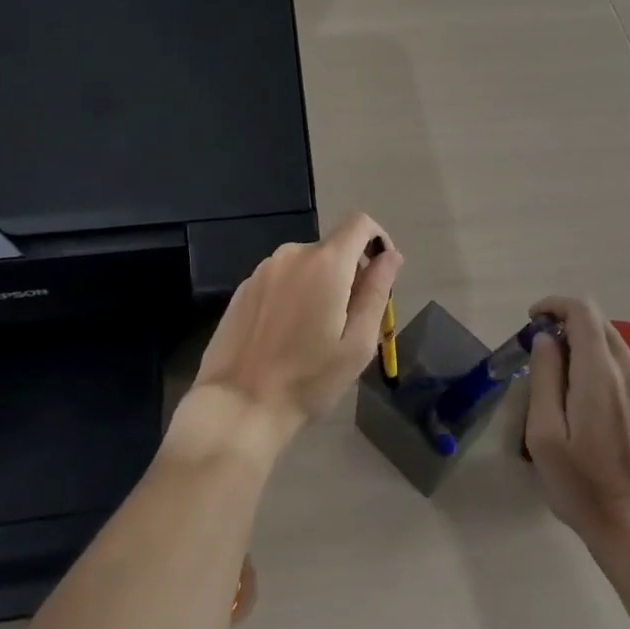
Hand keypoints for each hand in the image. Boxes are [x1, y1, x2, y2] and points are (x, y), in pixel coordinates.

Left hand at [183, 213, 402, 457]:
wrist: (238, 406)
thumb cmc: (308, 379)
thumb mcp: (358, 343)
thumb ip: (377, 291)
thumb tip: (391, 256)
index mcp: (326, 262)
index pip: (359, 223)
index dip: (377, 238)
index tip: (380, 273)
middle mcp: (293, 253)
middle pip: (333, 248)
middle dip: (348, 274)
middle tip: (348, 323)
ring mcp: (264, 269)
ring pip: (306, 265)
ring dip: (319, 285)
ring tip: (315, 333)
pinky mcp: (244, 287)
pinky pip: (281, 278)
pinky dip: (293, 294)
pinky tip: (285, 335)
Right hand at [525, 296, 629, 552]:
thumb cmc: (583, 485)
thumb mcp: (545, 434)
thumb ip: (544, 378)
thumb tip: (546, 340)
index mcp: (600, 372)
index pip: (582, 311)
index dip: (555, 305)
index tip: (531, 320)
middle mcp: (628, 371)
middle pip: (599, 322)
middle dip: (566, 321)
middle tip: (538, 345)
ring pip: (612, 343)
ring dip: (582, 341)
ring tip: (555, 371)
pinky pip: (622, 366)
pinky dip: (598, 361)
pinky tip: (581, 396)